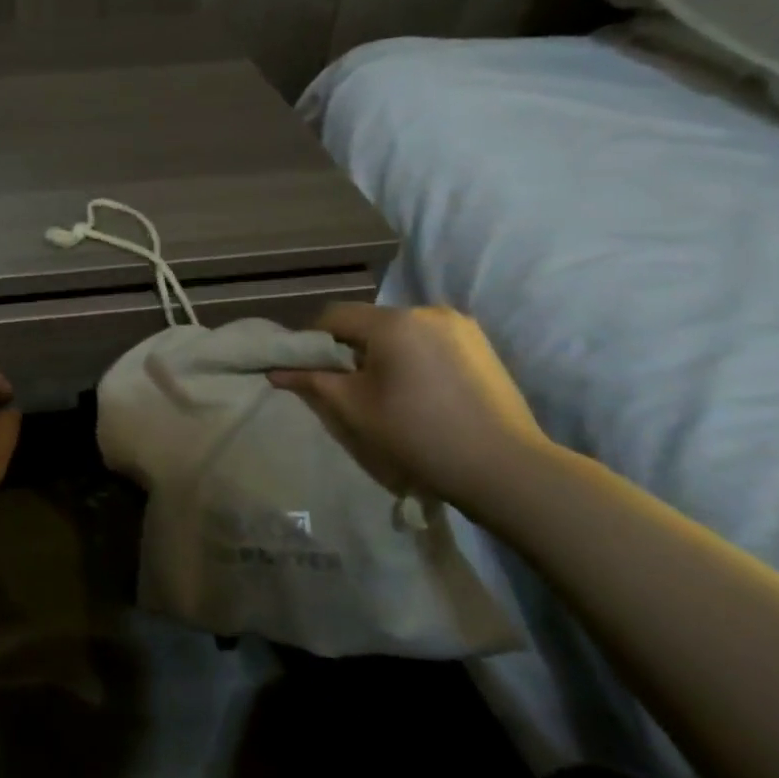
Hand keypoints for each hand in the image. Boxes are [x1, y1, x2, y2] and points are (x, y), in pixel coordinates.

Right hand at [268, 303, 550, 507]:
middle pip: (369, 321)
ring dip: (382, 352)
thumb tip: (275, 370)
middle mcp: (427, 310)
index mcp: (393, 322)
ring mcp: (460, 325)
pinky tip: (419, 390)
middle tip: (346, 386)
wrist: (503, 467)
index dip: (312, 340)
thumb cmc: (417, 434)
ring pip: (400, 330)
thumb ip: (312, 381)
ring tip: (386, 391)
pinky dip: (412, 356)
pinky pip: (428, 339)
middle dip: (350, 347)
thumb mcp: (354, 408)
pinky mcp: (481, 343)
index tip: (307, 370)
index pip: (334, 316)